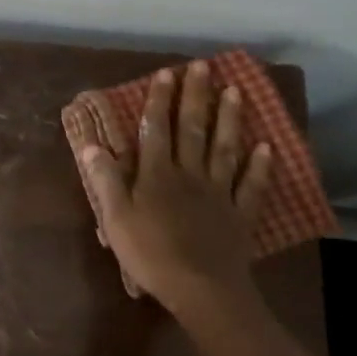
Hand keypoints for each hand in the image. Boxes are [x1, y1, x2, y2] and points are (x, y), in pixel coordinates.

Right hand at [78, 62, 272, 317]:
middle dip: (196, 97)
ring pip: (224, 149)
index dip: (159, 101)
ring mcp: (218, 193)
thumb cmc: (151, 254)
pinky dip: (259, 166)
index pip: (156, 130)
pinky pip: (251, 186)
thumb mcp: (115, 219)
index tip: (165, 73)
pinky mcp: (239, 214)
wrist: (201, 289)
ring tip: (235, 91)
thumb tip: (90, 145)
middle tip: (203, 66)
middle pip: (192, 130)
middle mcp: (189, 175)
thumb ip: (105, 180)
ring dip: (229, 119)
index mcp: (157, 175)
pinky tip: (266, 146)